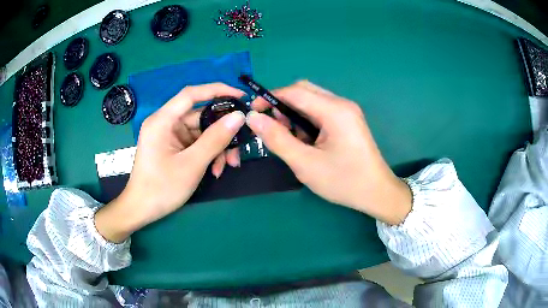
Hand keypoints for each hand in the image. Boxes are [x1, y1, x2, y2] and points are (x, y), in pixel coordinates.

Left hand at [95, 83, 245, 242]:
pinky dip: (208, 154)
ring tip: (228, 165)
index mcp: (162, 120)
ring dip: (217, 147)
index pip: (191, 94)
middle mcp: (166, 123)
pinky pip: (196, 143)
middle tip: (240, 144)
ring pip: (202, 132)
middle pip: (200, 116)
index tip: (241, 97)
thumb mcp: (192, 164)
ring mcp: (170, 135)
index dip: (217, 90)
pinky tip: (216, 170)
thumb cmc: (161, 188)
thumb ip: (215, 139)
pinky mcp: (174, 146)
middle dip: (222, 131)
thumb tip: (238, 117)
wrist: (142, 210)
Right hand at [247, 81, 411, 224]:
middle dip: (283, 105)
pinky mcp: (348, 120)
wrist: (376, 193)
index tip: (253, 113)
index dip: (270, 98)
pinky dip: (306, 120)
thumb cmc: (343, 181)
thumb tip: (253, 117)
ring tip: (290, 138)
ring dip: (294, 114)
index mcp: (334, 110)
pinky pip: (321, 111)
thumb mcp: (305, 163)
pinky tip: (306, 140)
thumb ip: (277, 139)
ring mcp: (347, 111)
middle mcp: (342, 104)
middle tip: (274, 129)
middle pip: (304, 91)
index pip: (295, 92)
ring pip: (311, 101)